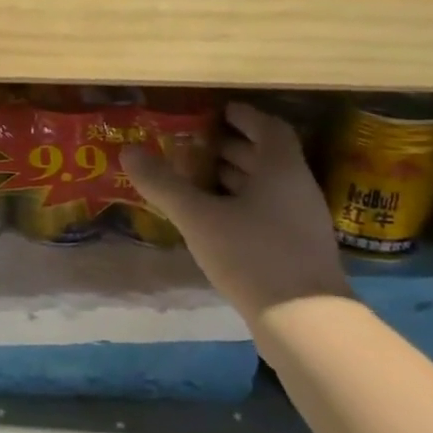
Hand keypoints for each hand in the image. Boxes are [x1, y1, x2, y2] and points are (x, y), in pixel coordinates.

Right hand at [122, 101, 351, 326]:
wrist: (303, 320)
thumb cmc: (252, 254)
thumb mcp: (198, 217)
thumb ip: (164, 184)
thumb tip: (128, 151)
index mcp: (281, 169)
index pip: (270, 128)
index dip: (246, 116)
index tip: (220, 111)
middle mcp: (296, 188)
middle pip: (267, 156)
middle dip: (234, 147)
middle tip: (197, 145)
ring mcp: (301, 221)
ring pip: (267, 187)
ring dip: (237, 177)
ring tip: (199, 178)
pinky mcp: (296, 249)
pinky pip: (267, 211)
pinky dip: (241, 204)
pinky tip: (215, 219)